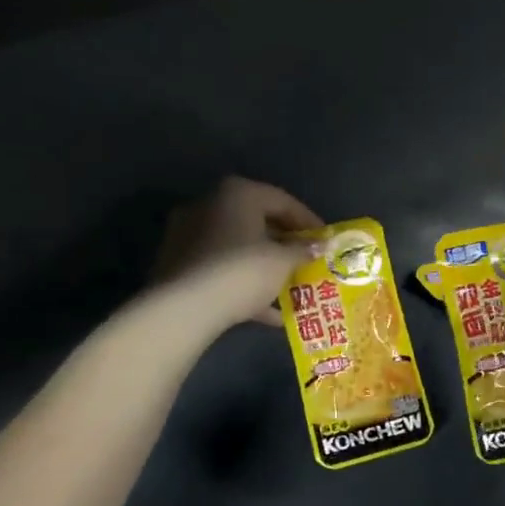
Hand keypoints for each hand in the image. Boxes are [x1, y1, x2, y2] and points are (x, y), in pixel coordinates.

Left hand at [152, 177, 323, 331]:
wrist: (184, 309)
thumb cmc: (242, 272)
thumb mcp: (282, 262)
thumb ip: (302, 250)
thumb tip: (318, 246)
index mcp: (237, 194)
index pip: (283, 201)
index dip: (309, 222)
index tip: (326, 240)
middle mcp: (209, 205)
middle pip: (257, 221)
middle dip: (284, 244)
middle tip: (306, 260)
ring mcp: (188, 234)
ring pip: (237, 247)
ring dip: (264, 265)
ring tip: (289, 287)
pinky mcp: (178, 263)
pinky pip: (220, 268)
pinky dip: (243, 283)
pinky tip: (266, 312)